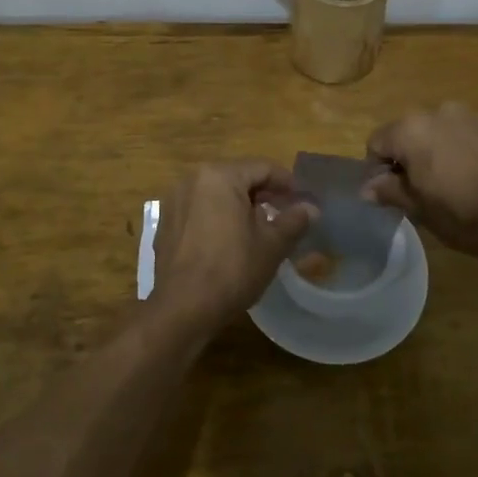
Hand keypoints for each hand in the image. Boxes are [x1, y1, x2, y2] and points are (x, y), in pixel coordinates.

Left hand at [153, 160, 316, 319]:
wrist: (182, 309)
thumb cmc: (232, 270)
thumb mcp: (272, 245)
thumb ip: (294, 220)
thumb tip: (311, 208)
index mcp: (219, 175)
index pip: (262, 168)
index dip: (287, 183)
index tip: (303, 200)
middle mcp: (192, 179)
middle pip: (237, 177)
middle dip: (263, 194)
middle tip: (285, 213)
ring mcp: (174, 201)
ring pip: (217, 193)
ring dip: (240, 205)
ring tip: (261, 228)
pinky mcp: (166, 223)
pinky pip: (199, 210)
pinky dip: (218, 217)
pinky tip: (231, 240)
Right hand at [363, 103, 477, 259]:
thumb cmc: (462, 215)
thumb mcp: (419, 209)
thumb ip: (390, 191)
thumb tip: (366, 188)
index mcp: (411, 129)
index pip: (377, 142)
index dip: (379, 168)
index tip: (392, 192)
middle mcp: (438, 111)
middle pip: (409, 132)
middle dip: (410, 156)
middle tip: (423, 189)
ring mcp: (472, 115)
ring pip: (441, 131)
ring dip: (439, 150)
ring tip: (455, 183)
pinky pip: (469, 134)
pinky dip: (466, 150)